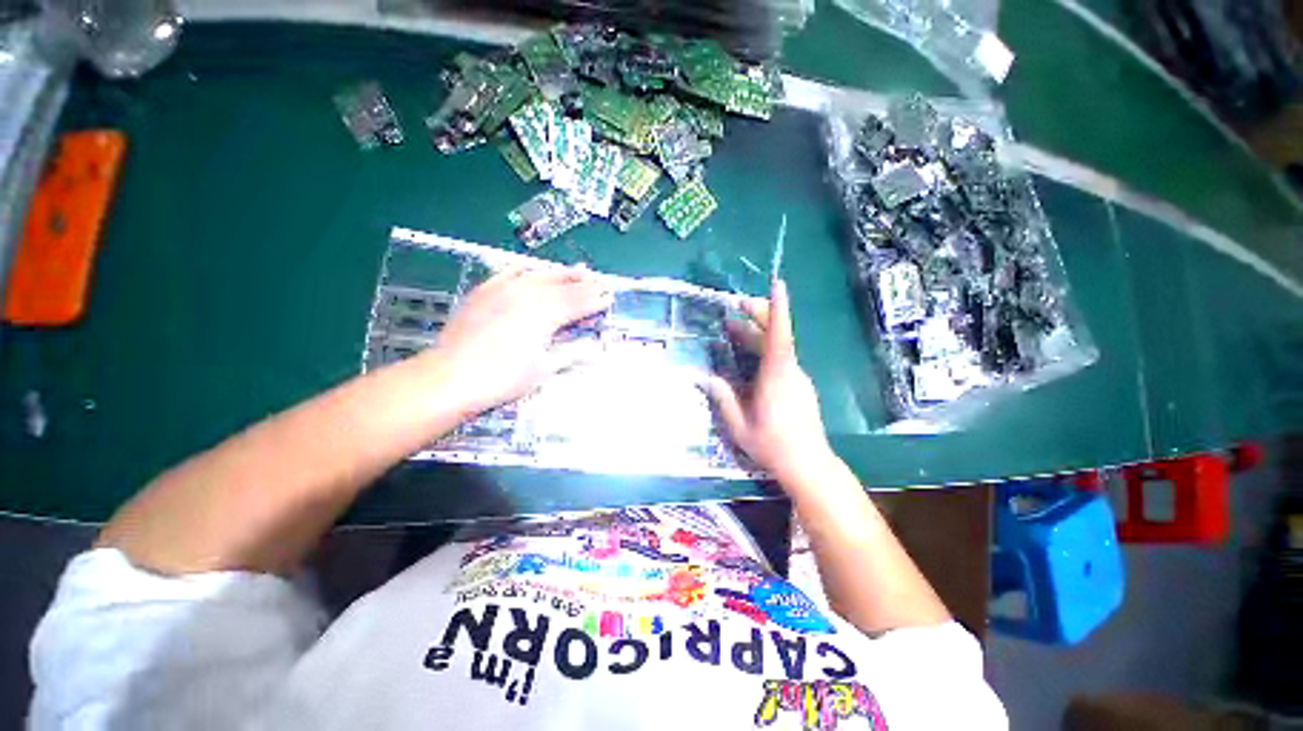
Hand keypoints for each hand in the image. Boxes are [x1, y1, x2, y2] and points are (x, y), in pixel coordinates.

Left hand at [429, 266, 611, 413]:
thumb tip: (597, 349)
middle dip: (584, 284)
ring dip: (561, 273)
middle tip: (601, 280)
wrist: (451, 377)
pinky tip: (533, 268)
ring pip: (539, 275)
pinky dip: (525, 269)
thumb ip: (571, 354)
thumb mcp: (543, 369)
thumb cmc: (503, 378)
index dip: (595, 301)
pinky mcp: (484, 291)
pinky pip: (508, 273)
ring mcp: (503, 289)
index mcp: (544, 314)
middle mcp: (527, 295)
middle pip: (562, 286)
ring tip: (578, 269)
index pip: (577, 303)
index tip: (609, 297)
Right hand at [706, 279, 833, 481]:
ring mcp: (797, 378)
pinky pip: (781, 360)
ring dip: (757, 335)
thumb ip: (723, 398)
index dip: (777, 310)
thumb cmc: (772, 446)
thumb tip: (703, 377)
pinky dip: (764, 350)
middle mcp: (790, 372)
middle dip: (760, 315)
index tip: (777, 285)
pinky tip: (747, 356)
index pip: (779, 336)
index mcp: (776, 377)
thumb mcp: (739, 425)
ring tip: (732, 328)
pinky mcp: (799, 386)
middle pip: (778, 335)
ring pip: (778, 348)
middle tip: (737, 305)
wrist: (808, 465)